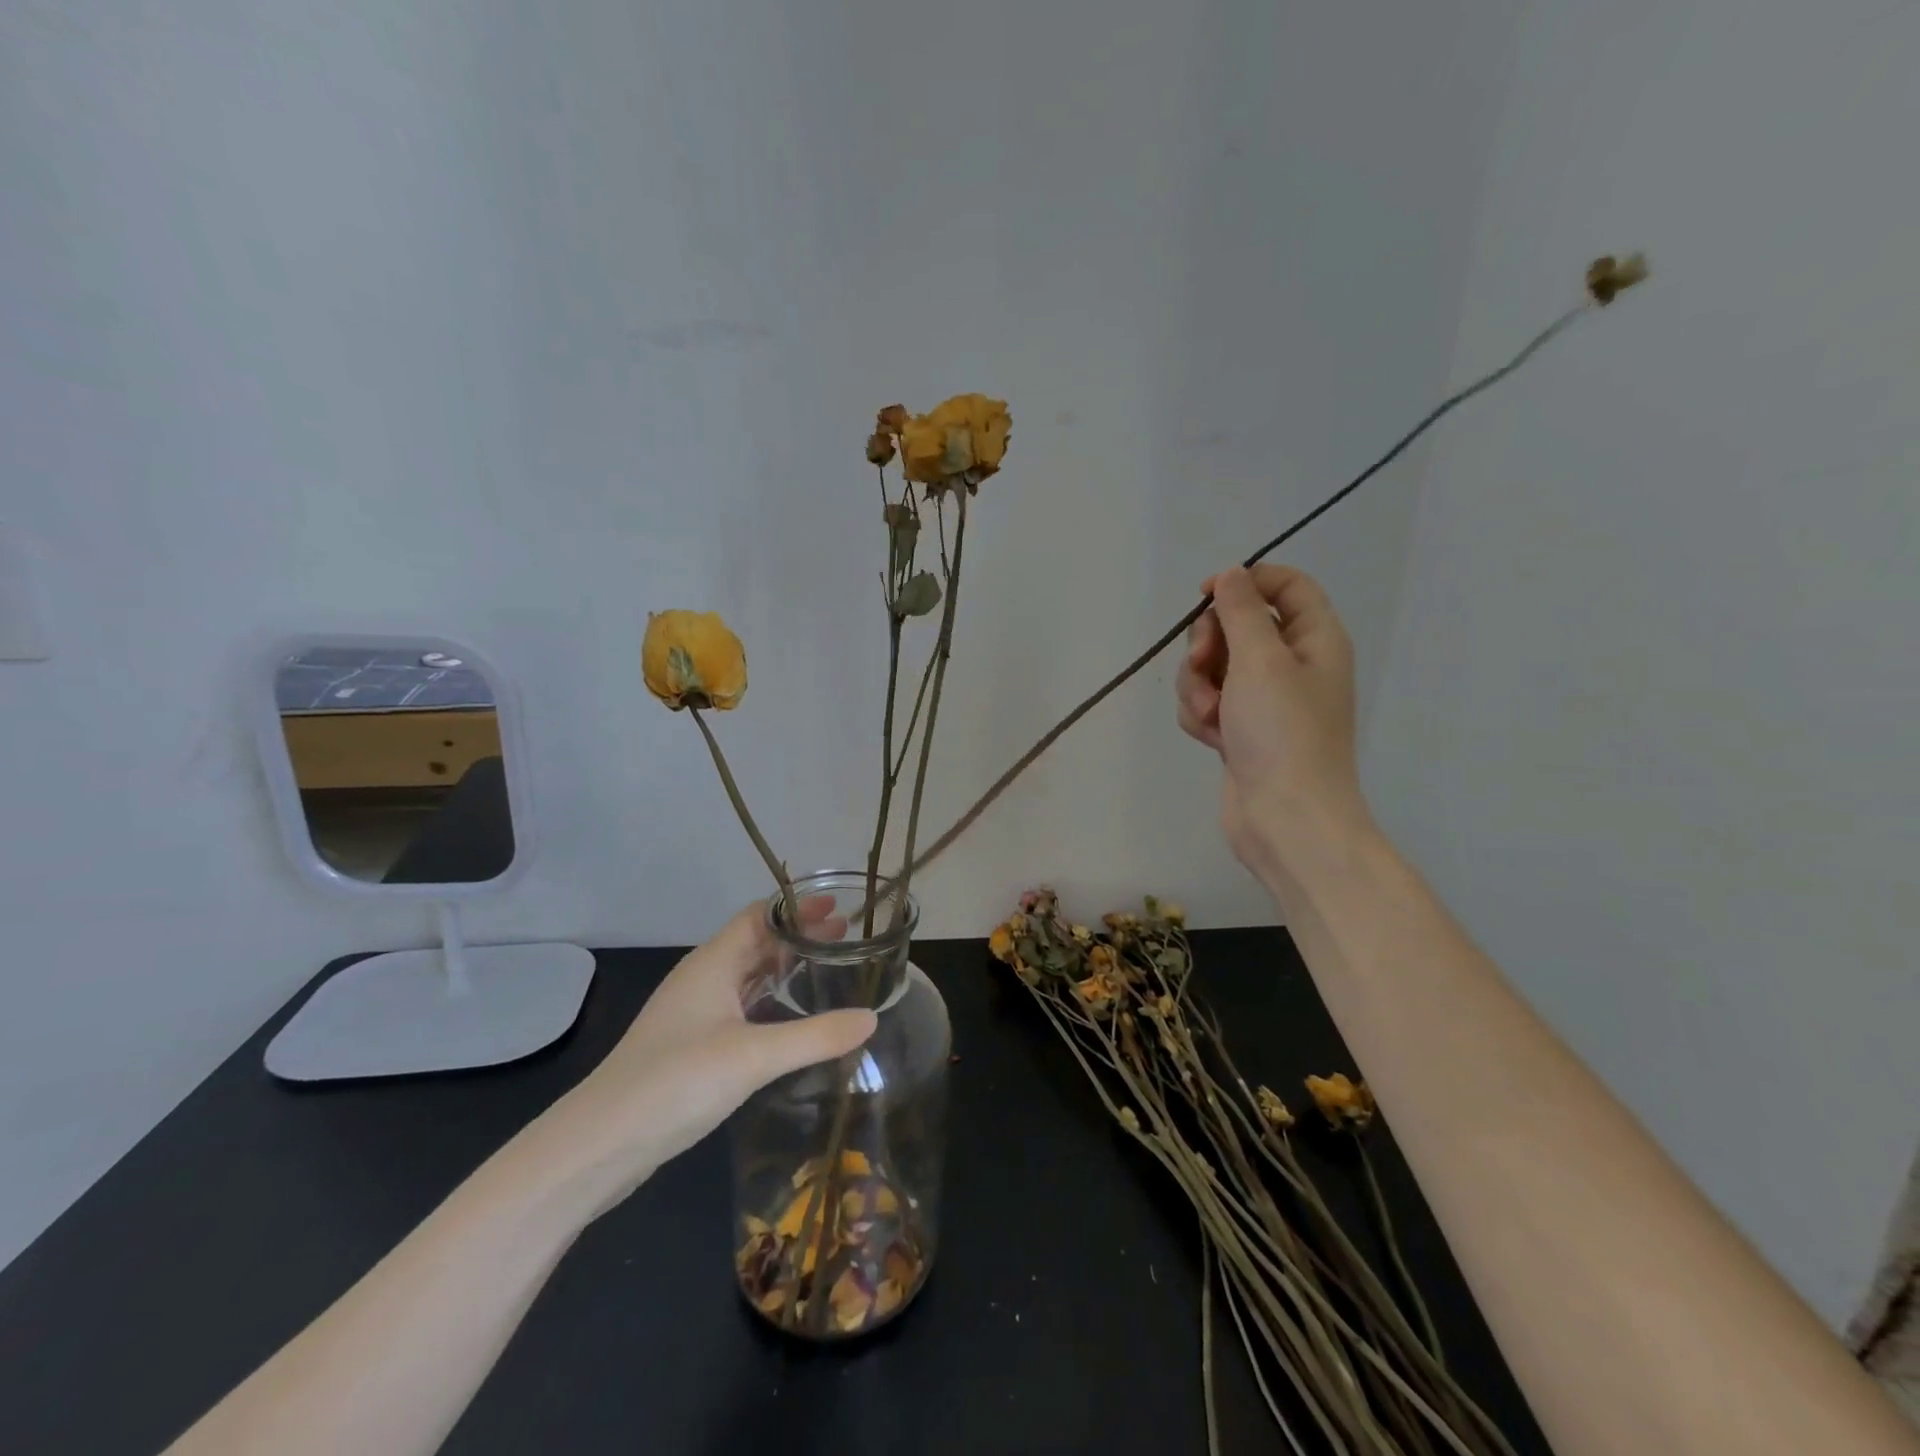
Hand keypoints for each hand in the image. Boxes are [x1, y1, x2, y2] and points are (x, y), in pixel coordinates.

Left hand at [529, 901, 875, 1217]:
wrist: (599, 1144)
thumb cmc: (676, 1081)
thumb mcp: (753, 1056)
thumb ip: (816, 1037)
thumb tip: (872, 1018)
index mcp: (712, 964)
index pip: (759, 916)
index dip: (797, 908)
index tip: (839, 907)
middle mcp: (702, 979)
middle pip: (755, 942)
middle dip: (798, 936)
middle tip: (844, 937)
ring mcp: (693, 1014)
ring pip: (746, 976)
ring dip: (784, 967)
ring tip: (825, 970)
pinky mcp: (690, 1046)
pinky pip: (739, 1007)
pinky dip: (769, 1000)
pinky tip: (789, 1020)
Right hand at [1175, 564, 1369, 878]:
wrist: (1285, 818)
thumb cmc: (1282, 732)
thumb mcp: (1261, 660)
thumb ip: (1241, 611)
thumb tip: (1232, 574)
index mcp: (1314, 639)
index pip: (1286, 585)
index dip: (1245, 581)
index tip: (1205, 596)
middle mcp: (1292, 664)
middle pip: (1238, 625)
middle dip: (1209, 644)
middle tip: (1204, 664)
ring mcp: (1264, 700)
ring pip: (1213, 667)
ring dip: (1198, 685)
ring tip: (1211, 714)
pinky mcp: (1240, 729)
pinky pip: (1208, 702)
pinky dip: (1202, 715)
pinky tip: (1211, 737)